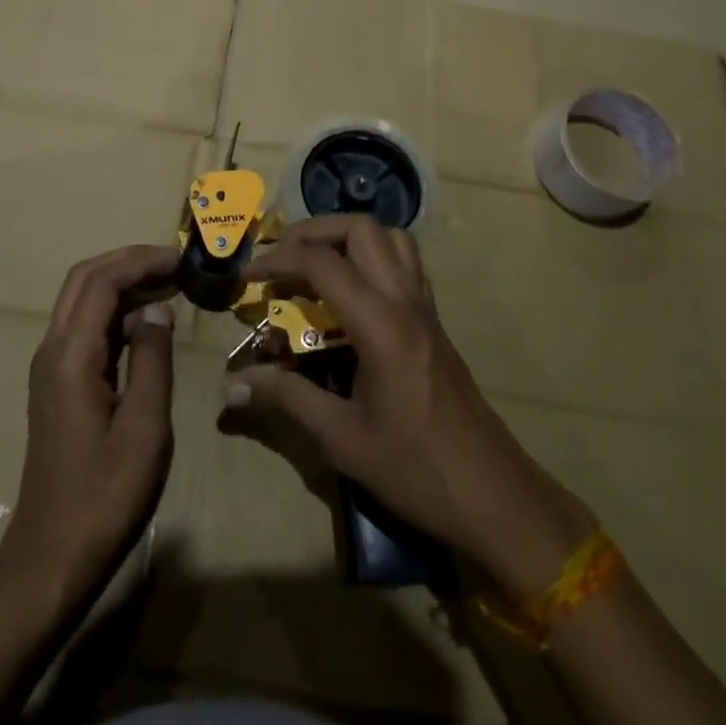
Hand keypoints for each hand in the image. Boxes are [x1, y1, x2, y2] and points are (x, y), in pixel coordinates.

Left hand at [4, 244, 177, 609]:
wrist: (51, 559)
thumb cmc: (104, 497)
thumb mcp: (145, 428)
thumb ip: (153, 359)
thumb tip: (158, 309)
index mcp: (71, 355)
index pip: (102, 280)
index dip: (142, 261)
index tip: (183, 258)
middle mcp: (53, 349)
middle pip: (85, 279)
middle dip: (130, 261)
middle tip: (176, 264)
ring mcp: (51, 367)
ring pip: (83, 300)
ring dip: (124, 283)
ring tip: (171, 285)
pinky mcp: (58, 384)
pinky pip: (86, 327)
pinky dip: (117, 311)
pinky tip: (149, 323)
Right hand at [219, 215, 595, 600]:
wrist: (493, 495)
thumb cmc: (415, 469)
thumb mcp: (342, 439)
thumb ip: (287, 399)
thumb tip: (232, 386)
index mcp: (379, 323)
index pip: (321, 262)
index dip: (277, 259)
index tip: (247, 275)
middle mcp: (404, 300)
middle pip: (360, 229)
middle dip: (313, 232)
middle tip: (282, 258)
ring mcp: (424, 306)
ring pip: (389, 237)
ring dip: (347, 237)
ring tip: (316, 264)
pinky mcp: (434, 320)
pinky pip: (405, 262)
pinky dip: (373, 255)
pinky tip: (352, 291)